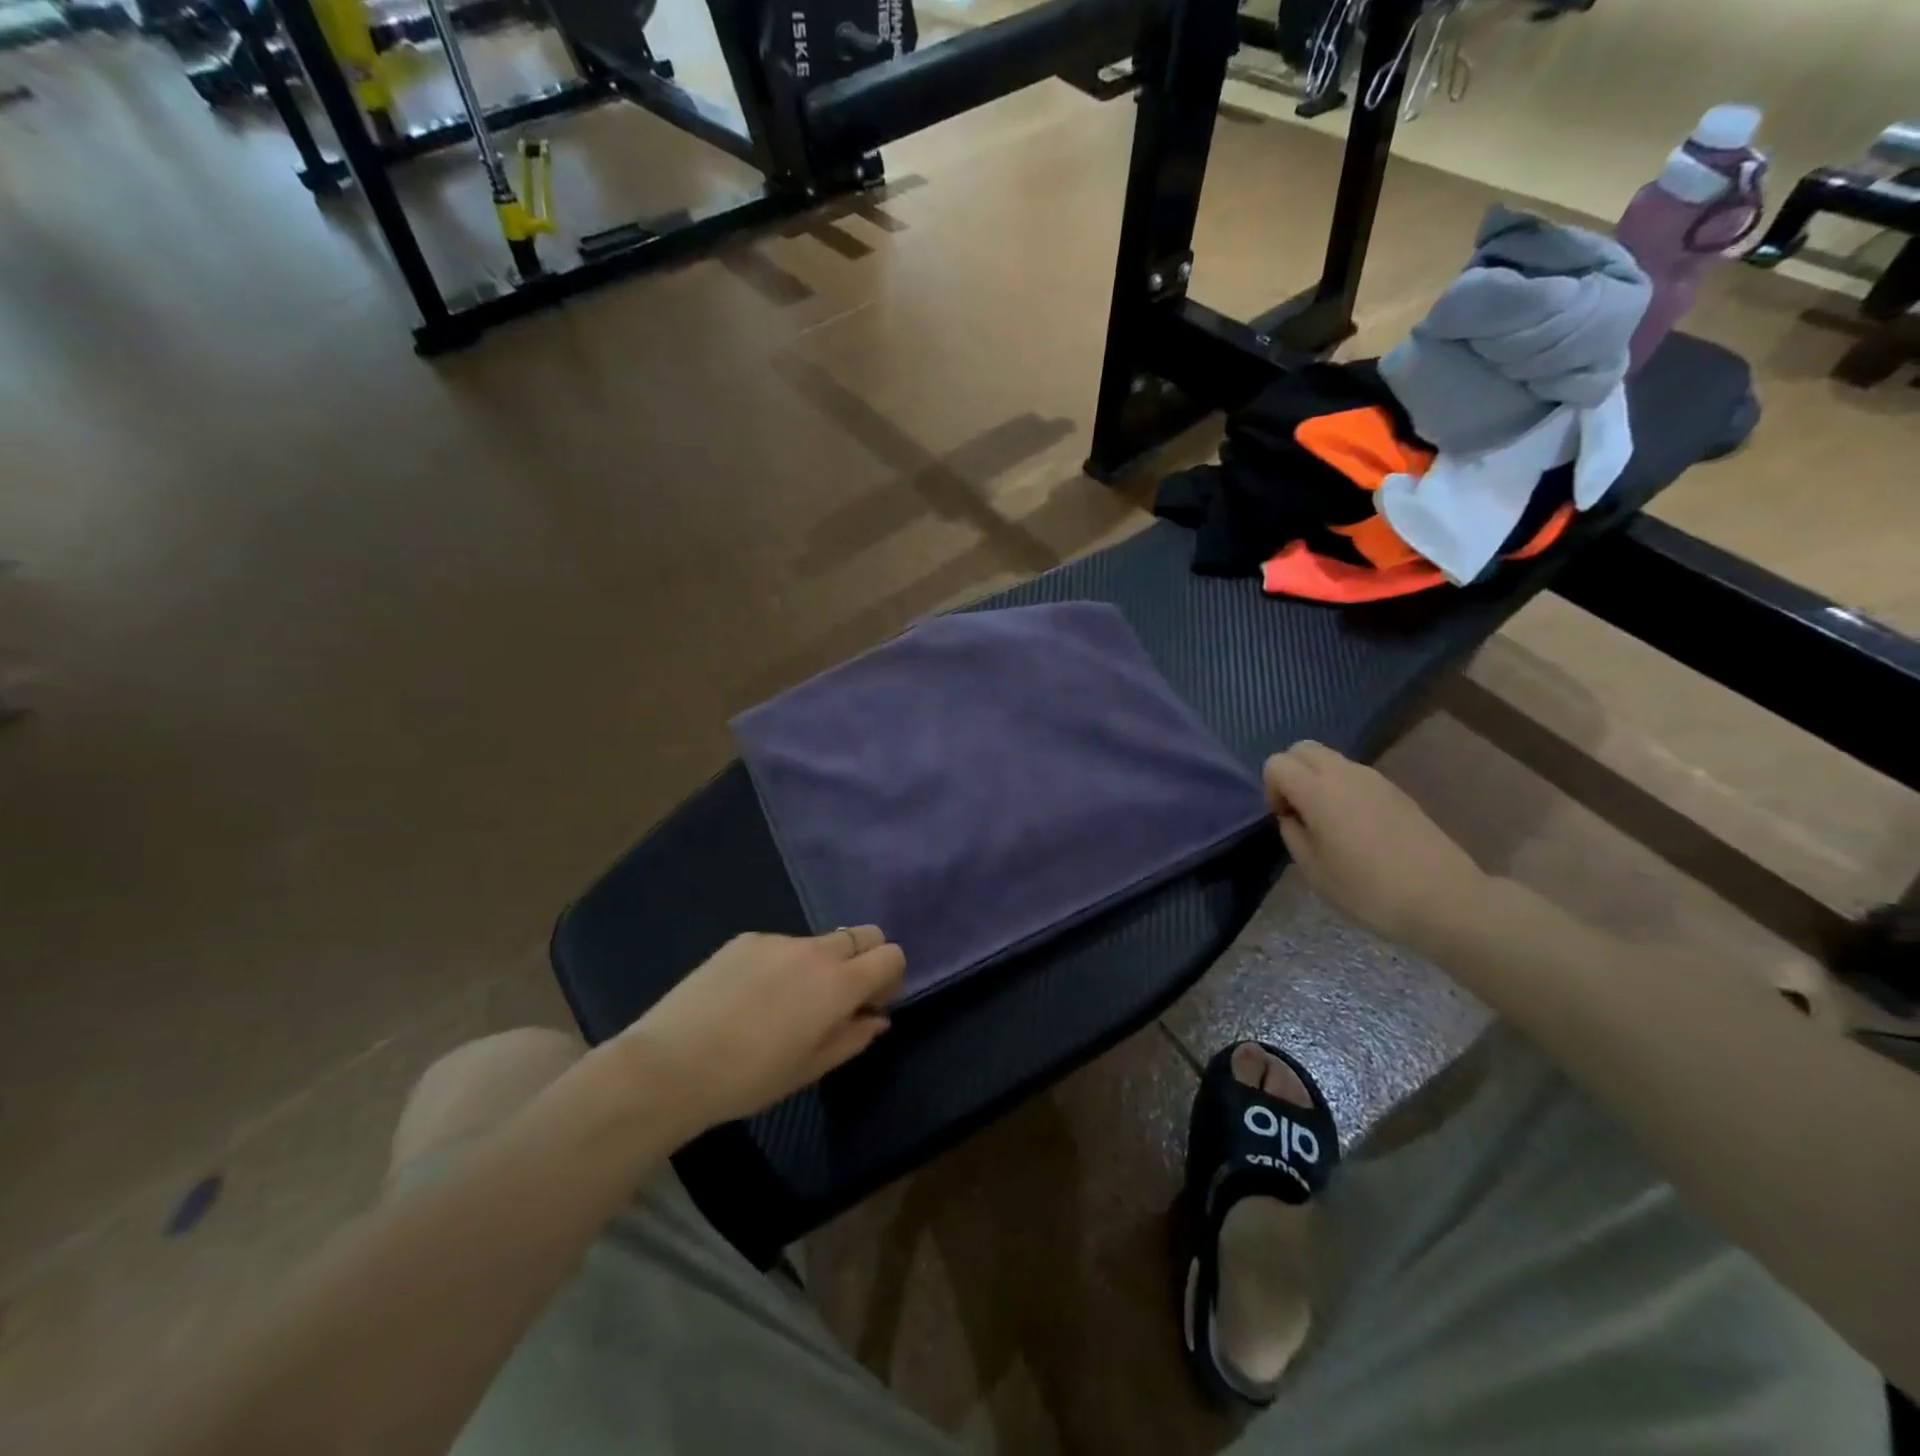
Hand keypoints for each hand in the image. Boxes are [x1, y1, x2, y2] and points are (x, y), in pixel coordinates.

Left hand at [617, 927, 904, 1130]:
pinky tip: (749, 998)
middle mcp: (815, 951)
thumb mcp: (809, 1069)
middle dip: (865, 960)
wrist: (670, 1065)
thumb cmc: (748, 1079)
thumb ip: (853, 1037)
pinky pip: (781, 945)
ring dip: (820, 965)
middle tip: (839, 999)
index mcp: (838, 984)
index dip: (890, 978)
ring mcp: (777, 939)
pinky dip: (782, 964)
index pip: (890, 955)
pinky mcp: (745, 938)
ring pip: (819, 942)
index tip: (870, 1006)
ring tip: (784, 1004)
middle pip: (864, 934)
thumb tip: (878, 1018)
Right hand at [1263, 741, 1493, 953]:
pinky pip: (1355, 776)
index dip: (1272, 789)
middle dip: (1291, 773)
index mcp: (1319, 791)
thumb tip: (1293, 816)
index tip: (1285, 820)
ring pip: (1331, 759)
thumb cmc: (1368, 890)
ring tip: (1327, 822)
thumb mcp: (1314, 870)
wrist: (1444, 899)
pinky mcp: (1397, 791)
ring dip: (1317, 780)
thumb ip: (1293, 834)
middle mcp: (1345, 774)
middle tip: (1299, 811)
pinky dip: (1342, 789)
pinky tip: (1355, 827)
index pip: (1277, 763)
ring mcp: (1375, 779)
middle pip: (1303, 749)